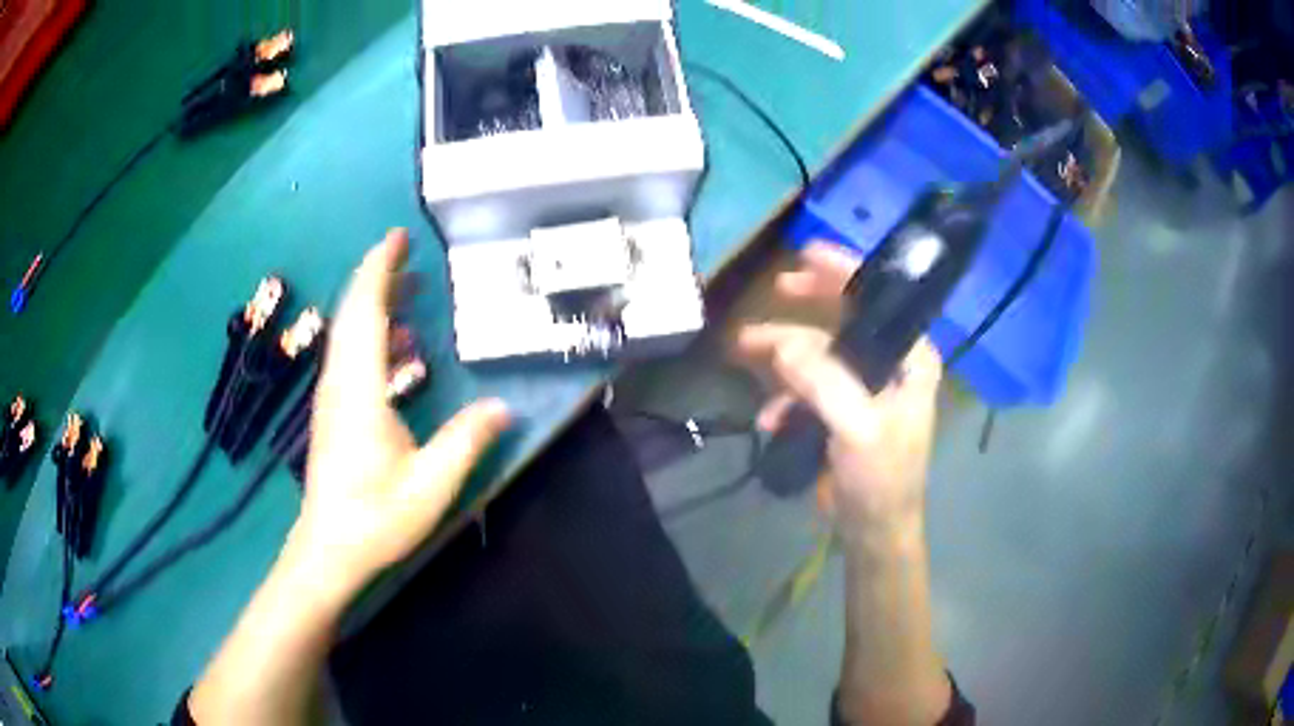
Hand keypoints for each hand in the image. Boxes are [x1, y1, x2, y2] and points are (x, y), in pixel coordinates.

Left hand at [292, 229, 510, 593]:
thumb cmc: (375, 518)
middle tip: (408, 252)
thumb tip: (503, 406)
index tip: (398, 238)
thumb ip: (466, 441)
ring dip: (374, 303)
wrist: (327, 549)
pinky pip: (349, 355)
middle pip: (352, 314)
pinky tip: (398, 347)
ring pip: (348, 333)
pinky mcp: (333, 412)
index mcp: (359, 390)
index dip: (379, 269)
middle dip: (377, 275)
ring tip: (410, 290)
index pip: (365, 312)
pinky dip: (371, 334)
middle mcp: (340, 383)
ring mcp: (333, 397)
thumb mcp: (430, 485)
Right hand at [737, 242, 941, 539]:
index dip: (845, 271)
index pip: (879, 301)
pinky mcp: (841, 411)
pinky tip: (770, 418)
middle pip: (846, 319)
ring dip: (784, 356)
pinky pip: (808, 387)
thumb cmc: (880, 478)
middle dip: (807, 308)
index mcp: (909, 358)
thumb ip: (823, 382)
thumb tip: (779, 343)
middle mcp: (890, 364)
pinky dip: (786, 397)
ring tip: (744, 350)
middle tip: (776, 289)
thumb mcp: (858, 428)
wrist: (872, 530)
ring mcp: (864, 388)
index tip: (806, 253)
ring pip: (819, 353)